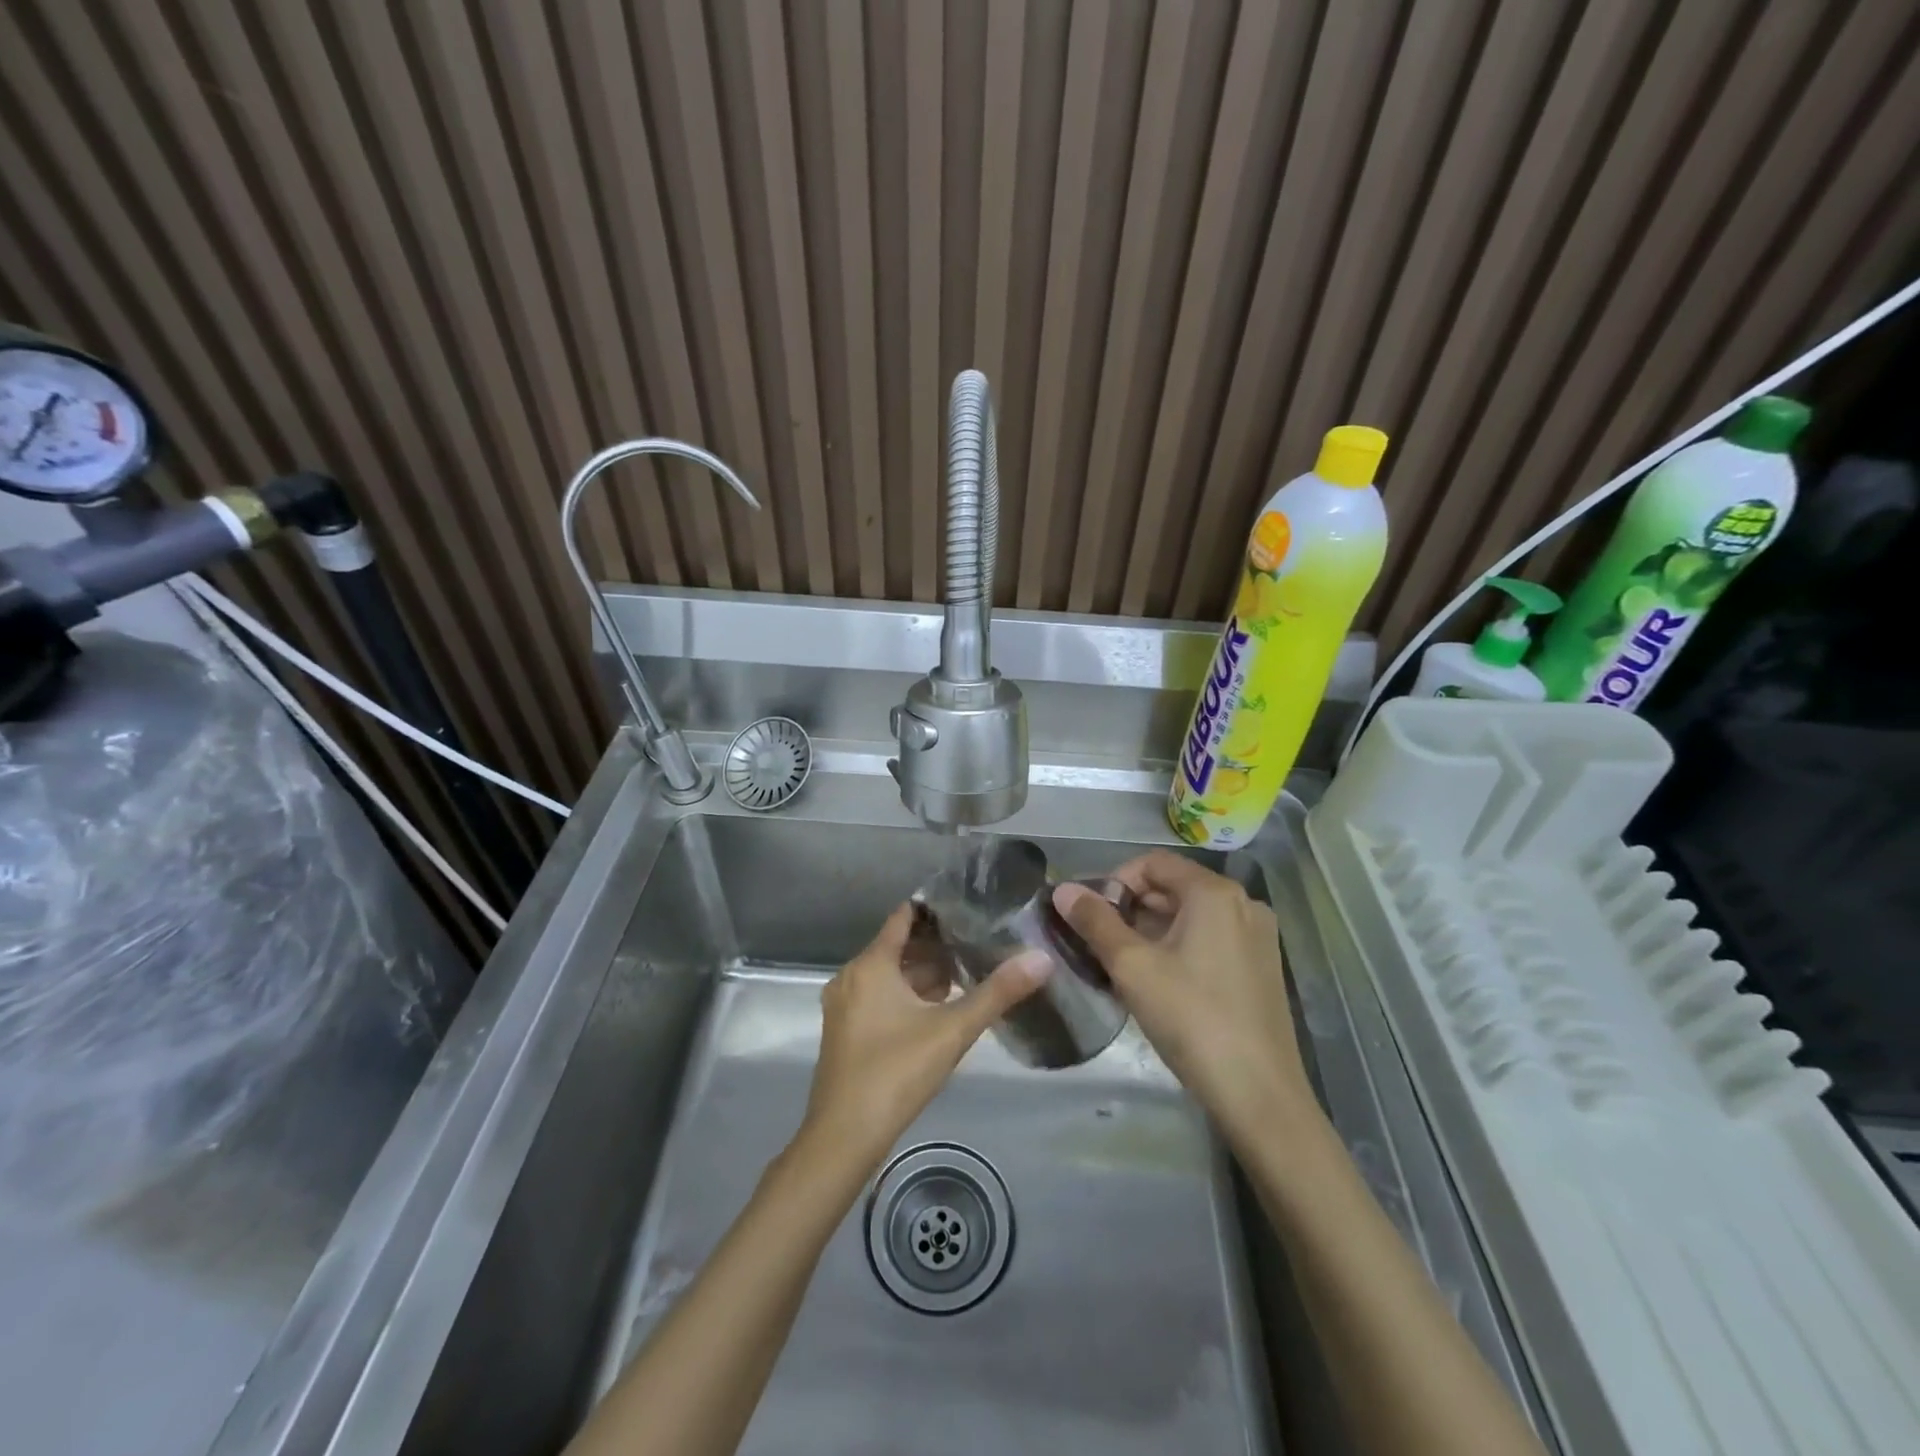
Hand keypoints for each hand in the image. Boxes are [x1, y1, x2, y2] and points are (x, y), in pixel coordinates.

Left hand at [798, 904, 1050, 1174]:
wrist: (843, 1137)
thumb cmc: (896, 1072)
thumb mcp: (953, 1030)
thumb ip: (997, 993)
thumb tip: (1042, 958)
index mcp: (871, 965)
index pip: (903, 918)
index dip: (934, 909)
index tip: (967, 905)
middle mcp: (851, 977)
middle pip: (897, 947)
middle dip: (936, 945)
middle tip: (978, 941)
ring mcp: (844, 1006)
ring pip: (888, 976)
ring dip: (922, 974)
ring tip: (966, 973)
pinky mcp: (844, 1032)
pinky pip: (878, 997)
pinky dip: (906, 996)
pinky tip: (937, 1010)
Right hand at [1055, 851, 1313, 1143]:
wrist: (1259, 1094)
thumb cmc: (1191, 1018)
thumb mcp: (1131, 967)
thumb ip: (1094, 921)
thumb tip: (1062, 889)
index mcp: (1214, 892)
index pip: (1153, 863)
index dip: (1115, 881)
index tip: (1092, 916)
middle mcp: (1243, 903)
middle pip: (1173, 887)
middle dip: (1131, 909)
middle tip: (1100, 944)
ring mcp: (1257, 937)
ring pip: (1190, 917)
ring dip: (1151, 931)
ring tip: (1122, 967)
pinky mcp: (1261, 968)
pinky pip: (1210, 939)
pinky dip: (1178, 949)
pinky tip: (1158, 984)